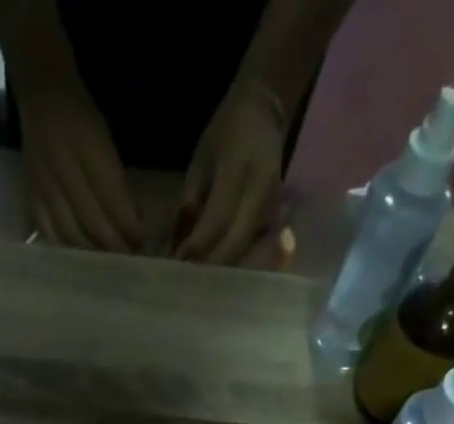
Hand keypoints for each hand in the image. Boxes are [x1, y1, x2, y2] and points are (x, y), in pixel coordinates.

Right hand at [21, 80, 142, 251]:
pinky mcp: (31, 197)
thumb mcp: (106, 141)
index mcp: (87, 148)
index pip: (112, 199)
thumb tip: (133, 226)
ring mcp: (44, 186)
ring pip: (71, 234)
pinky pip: (49, 233)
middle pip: (92, 222)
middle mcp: (64, 169)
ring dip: (92, 255)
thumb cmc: (81, 117)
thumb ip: (117, 183)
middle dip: (114, 247)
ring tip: (108, 267)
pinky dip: (66, 250)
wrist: (40, 94)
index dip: (128, 227)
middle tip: (129, 264)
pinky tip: (79, 262)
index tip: (143, 246)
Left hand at [175, 83, 285, 263]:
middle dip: (209, 267)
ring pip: (245, 253)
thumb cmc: (225, 134)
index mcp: (240, 171)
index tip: (177, 262)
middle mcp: (261, 194)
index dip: (196, 246)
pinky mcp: (275, 219)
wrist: (265, 112)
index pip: (217, 220)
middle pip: (235, 245)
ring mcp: (273, 209)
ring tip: (198, 280)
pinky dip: (234, 262)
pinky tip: (216, 270)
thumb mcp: (201, 161)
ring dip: (221, 270)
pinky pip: (253, 250)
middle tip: (187, 280)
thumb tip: (178, 246)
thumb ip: (191, 203)